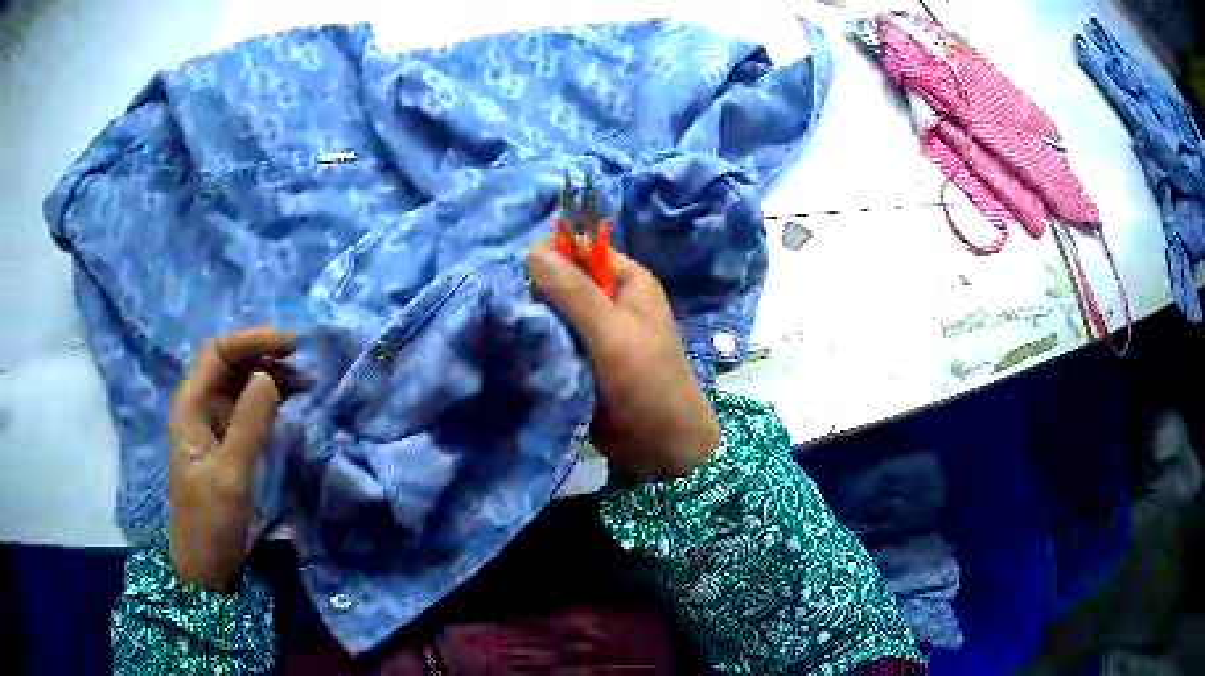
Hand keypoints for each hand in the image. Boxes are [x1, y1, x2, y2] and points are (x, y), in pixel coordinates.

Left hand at [168, 328, 295, 591]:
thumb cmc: (210, 521)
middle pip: (230, 363)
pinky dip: (270, 400)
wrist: (206, 565)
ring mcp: (213, 425)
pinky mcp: (227, 443)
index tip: (290, 347)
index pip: (218, 353)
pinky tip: (291, 404)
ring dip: (271, 377)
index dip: (252, 342)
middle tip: (304, 366)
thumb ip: (249, 425)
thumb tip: (270, 376)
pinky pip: (248, 409)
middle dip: (265, 357)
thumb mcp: (230, 475)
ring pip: (241, 384)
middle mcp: (200, 406)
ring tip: (305, 384)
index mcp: (191, 405)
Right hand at [528, 246, 719, 481]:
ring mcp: (595, 332)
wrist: (662, 446)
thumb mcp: (612, 332)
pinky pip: (553, 341)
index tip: (518, 274)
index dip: (550, 255)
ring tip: (503, 327)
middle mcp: (611, 300)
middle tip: (507, 307)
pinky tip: (512, 347)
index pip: (581, 249)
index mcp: (628, 281)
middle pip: (563, 280)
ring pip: (554, 312)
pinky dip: (537, 343)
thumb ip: (575, 292)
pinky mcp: (582, 360)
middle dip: (536, 290)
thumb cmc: (647, 382)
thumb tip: (532, 252)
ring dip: (533, 319)